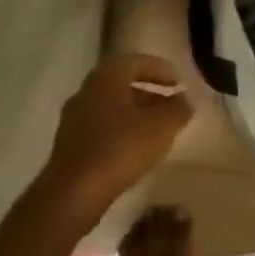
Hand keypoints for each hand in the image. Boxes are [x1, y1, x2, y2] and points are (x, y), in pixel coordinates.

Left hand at [45, 53, 191, 209]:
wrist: (72, 194)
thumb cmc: (120, 149)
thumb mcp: (161, 126)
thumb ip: (178, 109)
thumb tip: (185, 100)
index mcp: (107, 77)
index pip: (137, 61)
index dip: (161, 70)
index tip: (179, 82)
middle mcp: (87, 91)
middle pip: (122, 83)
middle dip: (149, 92)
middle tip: (170, 104)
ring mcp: (74, 118)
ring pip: (111, 106)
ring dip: (135, 112)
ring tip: (157, 129)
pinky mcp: (69, 145)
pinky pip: (101, 127)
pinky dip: (121, 130)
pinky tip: (135, 149)